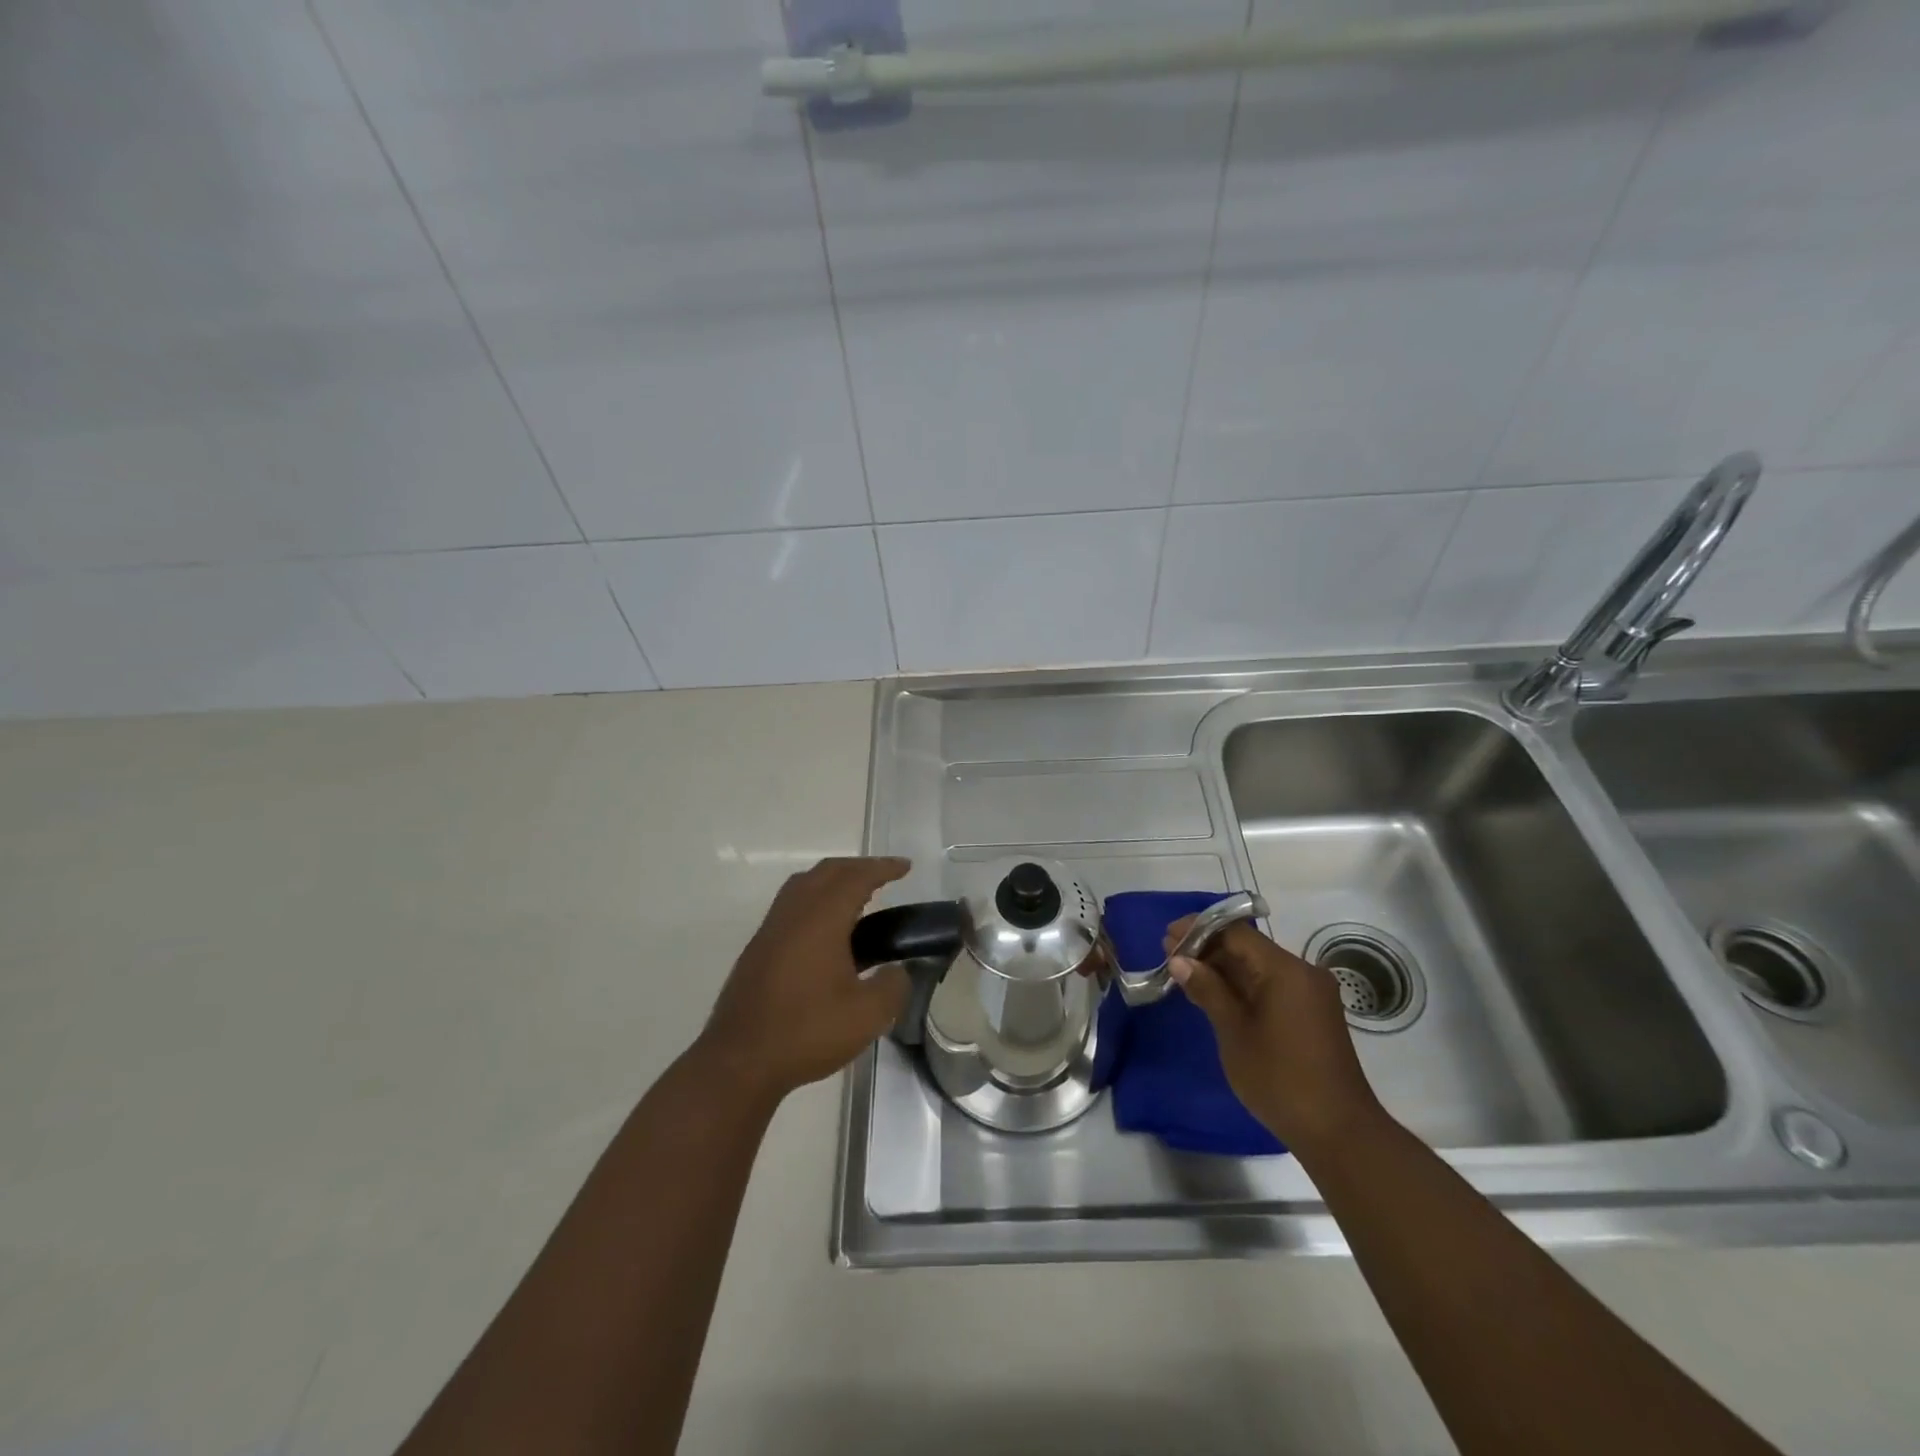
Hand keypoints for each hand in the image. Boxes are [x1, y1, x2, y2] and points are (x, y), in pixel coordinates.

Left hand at [698, 857, 912, 1105]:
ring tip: (858, 897)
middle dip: (858, 867)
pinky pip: (791, 905)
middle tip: (885, 877)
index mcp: (821, 918)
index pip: (856, 877)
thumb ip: (893, 986)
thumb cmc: (807, 1032)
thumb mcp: (867, 1015)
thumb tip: (898, 971)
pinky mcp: (758, 949)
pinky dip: (816, 899)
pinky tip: (827, 930)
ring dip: (833, 880)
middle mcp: (794, 913)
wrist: (740, 1061)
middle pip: (827, 871)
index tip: (906, 867)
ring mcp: (771, 929)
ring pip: (804, 885)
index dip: (883, 868)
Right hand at [1165, 918, 1383, 1155]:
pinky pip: (1272, 986)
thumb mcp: (1234, 1032)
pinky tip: (1215, 995)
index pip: (1236, 932)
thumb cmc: (1280, 1078)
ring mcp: (1311, 994)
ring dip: (1224, 969)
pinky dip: (1243, 987)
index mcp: (1285, 970)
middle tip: (1170, 957)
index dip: (1199, 930)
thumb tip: (1179, 959)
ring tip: (1185, 976)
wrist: (1339, 1132)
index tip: (1167, 937)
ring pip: (1259, 967)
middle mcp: (1302, 972)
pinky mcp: (1312, 1014)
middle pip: (1248, 947)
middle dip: (1209, 949)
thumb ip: (1207, 989)